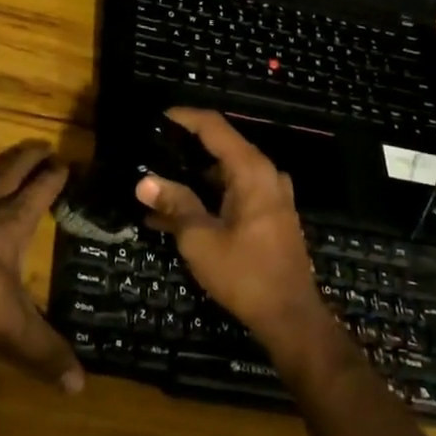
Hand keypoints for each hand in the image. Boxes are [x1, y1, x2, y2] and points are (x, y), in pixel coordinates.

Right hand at [135, 109, 328, 352]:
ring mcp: (271, 196)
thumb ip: (175, 204)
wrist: (291, 318)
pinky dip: (208, 197)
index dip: (184, 117)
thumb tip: (144, 181)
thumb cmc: (245, 274)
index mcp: (251, 171)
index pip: (214, 126)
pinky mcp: (270, 216)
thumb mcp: (200, 239)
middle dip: (185, 149)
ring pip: (226, 173)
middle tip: (151, 152)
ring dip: (193, 178)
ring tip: (157, 185)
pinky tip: (175, 215)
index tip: (157, 118)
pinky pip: (234, 193)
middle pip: (221, 147)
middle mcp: (265, 175)